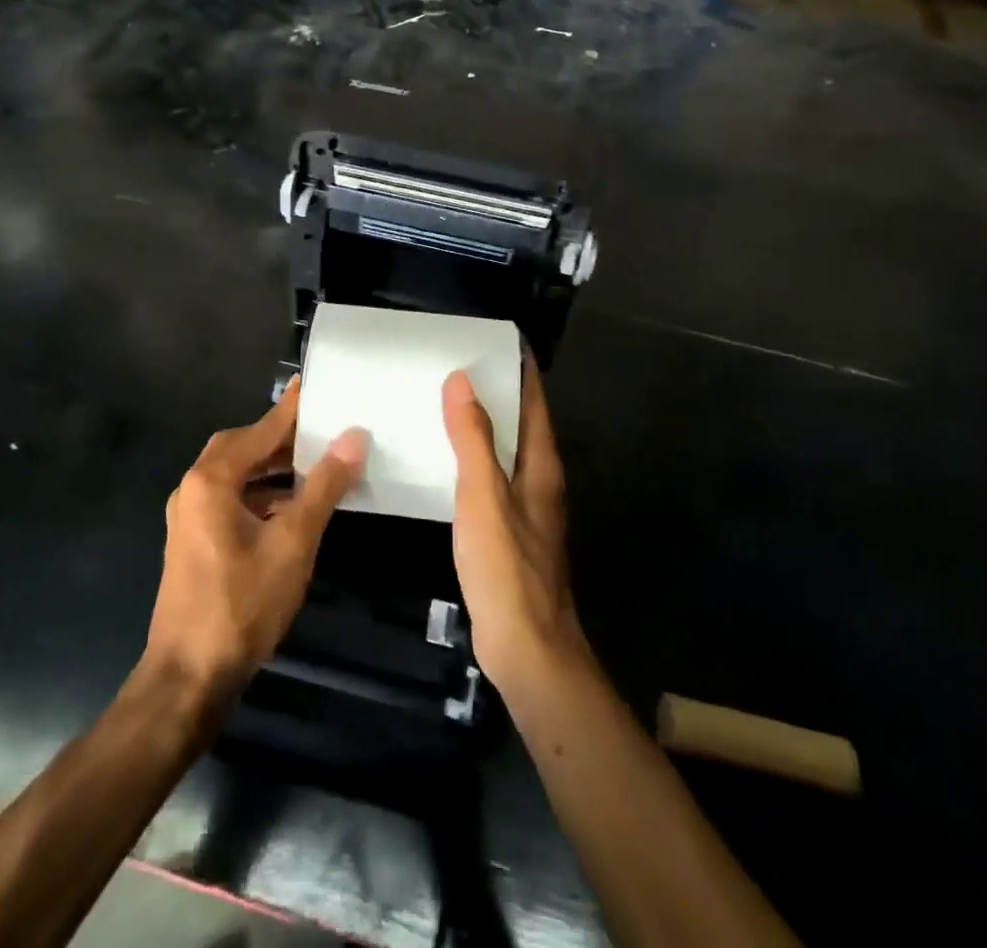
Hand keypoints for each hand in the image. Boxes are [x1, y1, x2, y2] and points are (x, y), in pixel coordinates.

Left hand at [145, 378, 366, 701]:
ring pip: (236, 474)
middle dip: (281, 437)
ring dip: (272, 467)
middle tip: (321, 429)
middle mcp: (193, 488)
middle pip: (241, 447)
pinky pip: (231, 498)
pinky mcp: (194, 540)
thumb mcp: (293, 543)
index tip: (314, 384)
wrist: (188, 677)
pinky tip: (291, 506)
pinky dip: (261, 493)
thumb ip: (323, 486)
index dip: (291, 409)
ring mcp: (189, 516)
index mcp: (211, 480)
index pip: (260, 430)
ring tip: (314, 464)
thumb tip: (354, 438)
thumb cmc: (242, 604)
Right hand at [444, 364, 586, 690]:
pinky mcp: (509, 533)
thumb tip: (462, 380)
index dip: (521, 370)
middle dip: (498, 392)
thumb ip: (473, 439)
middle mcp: (539, 481)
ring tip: (445, 404)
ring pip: (506, 452)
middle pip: (523, 424)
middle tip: (458, 365)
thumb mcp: (484, 496)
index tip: (497, 340)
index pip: (534, 403)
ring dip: (483, 426)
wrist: (526, 647)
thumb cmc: (507, 567)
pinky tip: (445, 462)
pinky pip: (491, 479)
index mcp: (541, 466)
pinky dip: (473, 459)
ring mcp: (526, 509)